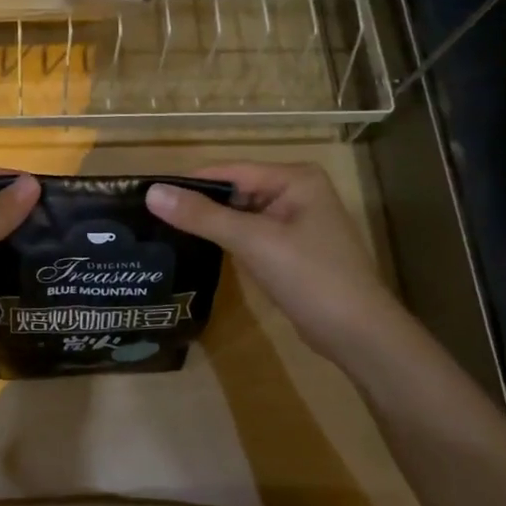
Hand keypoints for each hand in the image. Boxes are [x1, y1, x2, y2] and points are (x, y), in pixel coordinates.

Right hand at [145, 162, 400, 365]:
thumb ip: (203, 216)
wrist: (358, 334)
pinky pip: (251, 235)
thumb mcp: (253, 241)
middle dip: (199, 204)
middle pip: (235, 191)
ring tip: (165, 231)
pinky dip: (228, 241)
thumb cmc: (310, 277)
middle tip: (152, 217)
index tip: (148, 195)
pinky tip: (200, 250)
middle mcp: (297, 191)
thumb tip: (152, 193)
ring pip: (241, 215)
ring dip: (211, 224)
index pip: (230, 171)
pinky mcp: (292, 249)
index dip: (190, 183)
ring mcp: (296, 221)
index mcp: (295, 178)